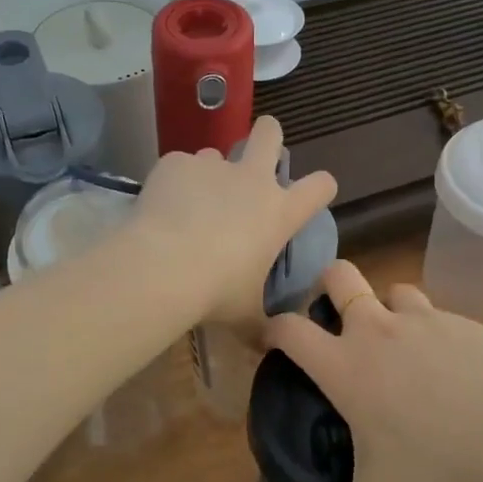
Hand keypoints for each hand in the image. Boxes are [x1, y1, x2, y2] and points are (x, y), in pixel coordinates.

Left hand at [134, 116, 337, 327]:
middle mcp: (251, 180)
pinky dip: (174, 182)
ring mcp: (212, 166)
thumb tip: (268, 347)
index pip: (320, 186)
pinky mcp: (176, 163)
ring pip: (216, 153)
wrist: (164, 267)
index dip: (321, 185)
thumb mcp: (245, 314)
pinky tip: (161, 206)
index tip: (316, 190)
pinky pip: (179, 166)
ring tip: (191, 201)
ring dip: (210, 172)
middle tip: (259, 149)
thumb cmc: (216, 292)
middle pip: (270, 134)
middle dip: (269, 135)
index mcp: (279, 212)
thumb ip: (260, 324)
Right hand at [263, 261, 482, 481]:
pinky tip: (446, 364)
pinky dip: (429, 330)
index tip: (271, 341)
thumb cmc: (435, 462)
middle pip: (338, 276)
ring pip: (391, 290)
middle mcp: (375, 329)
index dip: (272, 329)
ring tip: (397, 341)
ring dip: (385, 308)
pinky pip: (434, 313)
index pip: (289, 329)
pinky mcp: (460, 320)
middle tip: (333, 316)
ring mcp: (421, 318)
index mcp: (344, 364)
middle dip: (327, 285)